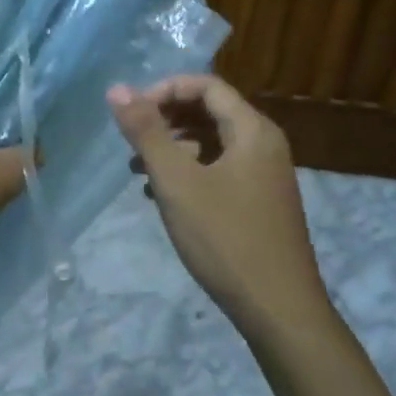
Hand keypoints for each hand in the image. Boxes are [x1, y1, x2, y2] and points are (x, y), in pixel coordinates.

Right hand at [109, 74, 329, 334]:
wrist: (279, 310)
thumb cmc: (226, 239)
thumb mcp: (177, 182)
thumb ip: (146, 132)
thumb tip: (117, 88)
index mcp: (253, 130)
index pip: (206, 86)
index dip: (165, 90)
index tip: (133, 113)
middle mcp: (264, 144)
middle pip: (210, 112)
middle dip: (166, 120)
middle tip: (132, 142)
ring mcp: (265, 175)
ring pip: (213, 143)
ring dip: (174, 148)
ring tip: (138, 171)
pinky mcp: (260, 202)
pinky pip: (220, 169)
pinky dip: (190, 172)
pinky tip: (162, 197)